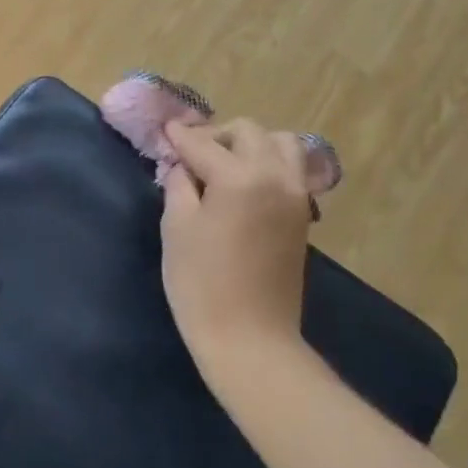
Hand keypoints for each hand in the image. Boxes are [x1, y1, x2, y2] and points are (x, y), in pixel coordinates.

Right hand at [160, 119, 312, 395]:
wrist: (249, 336)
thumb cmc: (201, 282)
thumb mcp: (176, 227)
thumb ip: (179, 185)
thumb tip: (183, 165)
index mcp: (240, 177)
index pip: (203, 143)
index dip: (179, 136)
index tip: (164, 131)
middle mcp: (275, 176)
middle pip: (248, 132)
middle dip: (217, 136)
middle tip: (191, 157)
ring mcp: (296, 195)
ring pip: (280, 144)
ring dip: (250, 145)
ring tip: (224, 168)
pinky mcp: (302, 215)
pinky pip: (290, 169)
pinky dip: (268, 164)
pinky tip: (243, 186)